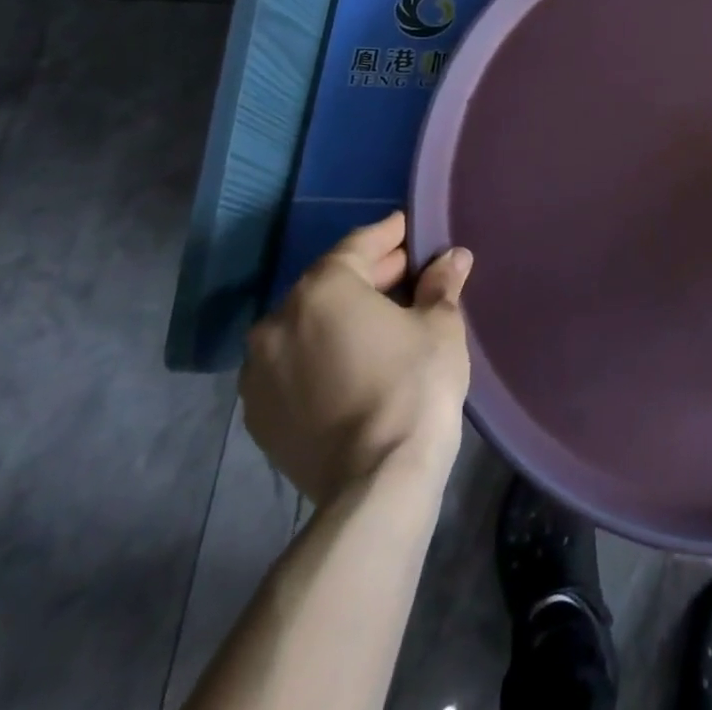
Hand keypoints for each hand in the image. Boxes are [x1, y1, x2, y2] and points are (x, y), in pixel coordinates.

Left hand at [241, 211, 473, 506]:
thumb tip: (453, 258)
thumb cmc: (414, 384)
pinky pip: (294, 363)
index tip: (411, 228)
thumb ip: (441, 283)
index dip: (390, 234)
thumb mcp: (440, 324)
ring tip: (384, 319)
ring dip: (343, 315)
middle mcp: (277, 323)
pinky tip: (355, 360)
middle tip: (410, 273)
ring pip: (307, 324)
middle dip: (370, 275)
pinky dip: (322, 352)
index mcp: (322, 290)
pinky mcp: (259, 415)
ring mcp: (260, 372)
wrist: (376, 482)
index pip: (358, 246)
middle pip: (329, 283)